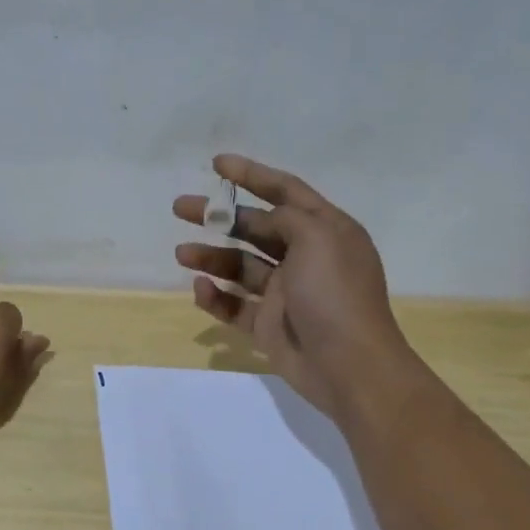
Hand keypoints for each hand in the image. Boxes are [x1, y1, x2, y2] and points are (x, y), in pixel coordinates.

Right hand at [174, 154, 419, 419]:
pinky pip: (235, 305)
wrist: (348, 366)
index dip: (252, 175)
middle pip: (255, 227)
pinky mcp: (268, 324)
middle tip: (181, 208)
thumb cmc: (335, 294)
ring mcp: (286, 293)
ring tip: (181, 254)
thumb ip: (286, 218)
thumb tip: (266, 219)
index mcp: (325, 231)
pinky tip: (200, 288)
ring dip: (210, 256)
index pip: (286, 192)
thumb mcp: (318, 238)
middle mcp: (305, 257)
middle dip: (218, 216)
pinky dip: (216, 296)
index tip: (216, 164)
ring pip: (240, 266)